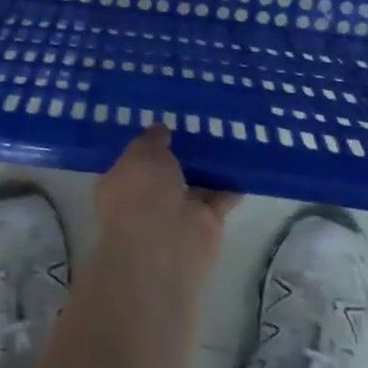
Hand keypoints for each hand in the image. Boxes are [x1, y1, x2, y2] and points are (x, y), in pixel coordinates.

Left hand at [93, 127, 239, 304]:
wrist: (163, 246)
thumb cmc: (140, 194)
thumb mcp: (142, 154)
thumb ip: (152, 140)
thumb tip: (160, 130)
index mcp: (122, 183)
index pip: (136, 158)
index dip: (151, 141)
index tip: (169, 120)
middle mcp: (148, 199)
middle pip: (169, 171)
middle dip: (183, 153)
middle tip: (203, 123)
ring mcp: (177, 213)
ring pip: (195, 184)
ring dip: (209, 168)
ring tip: (228, 136)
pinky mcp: (206, 225)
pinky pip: (221, 199)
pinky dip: (232, 185)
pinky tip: (245, 163)